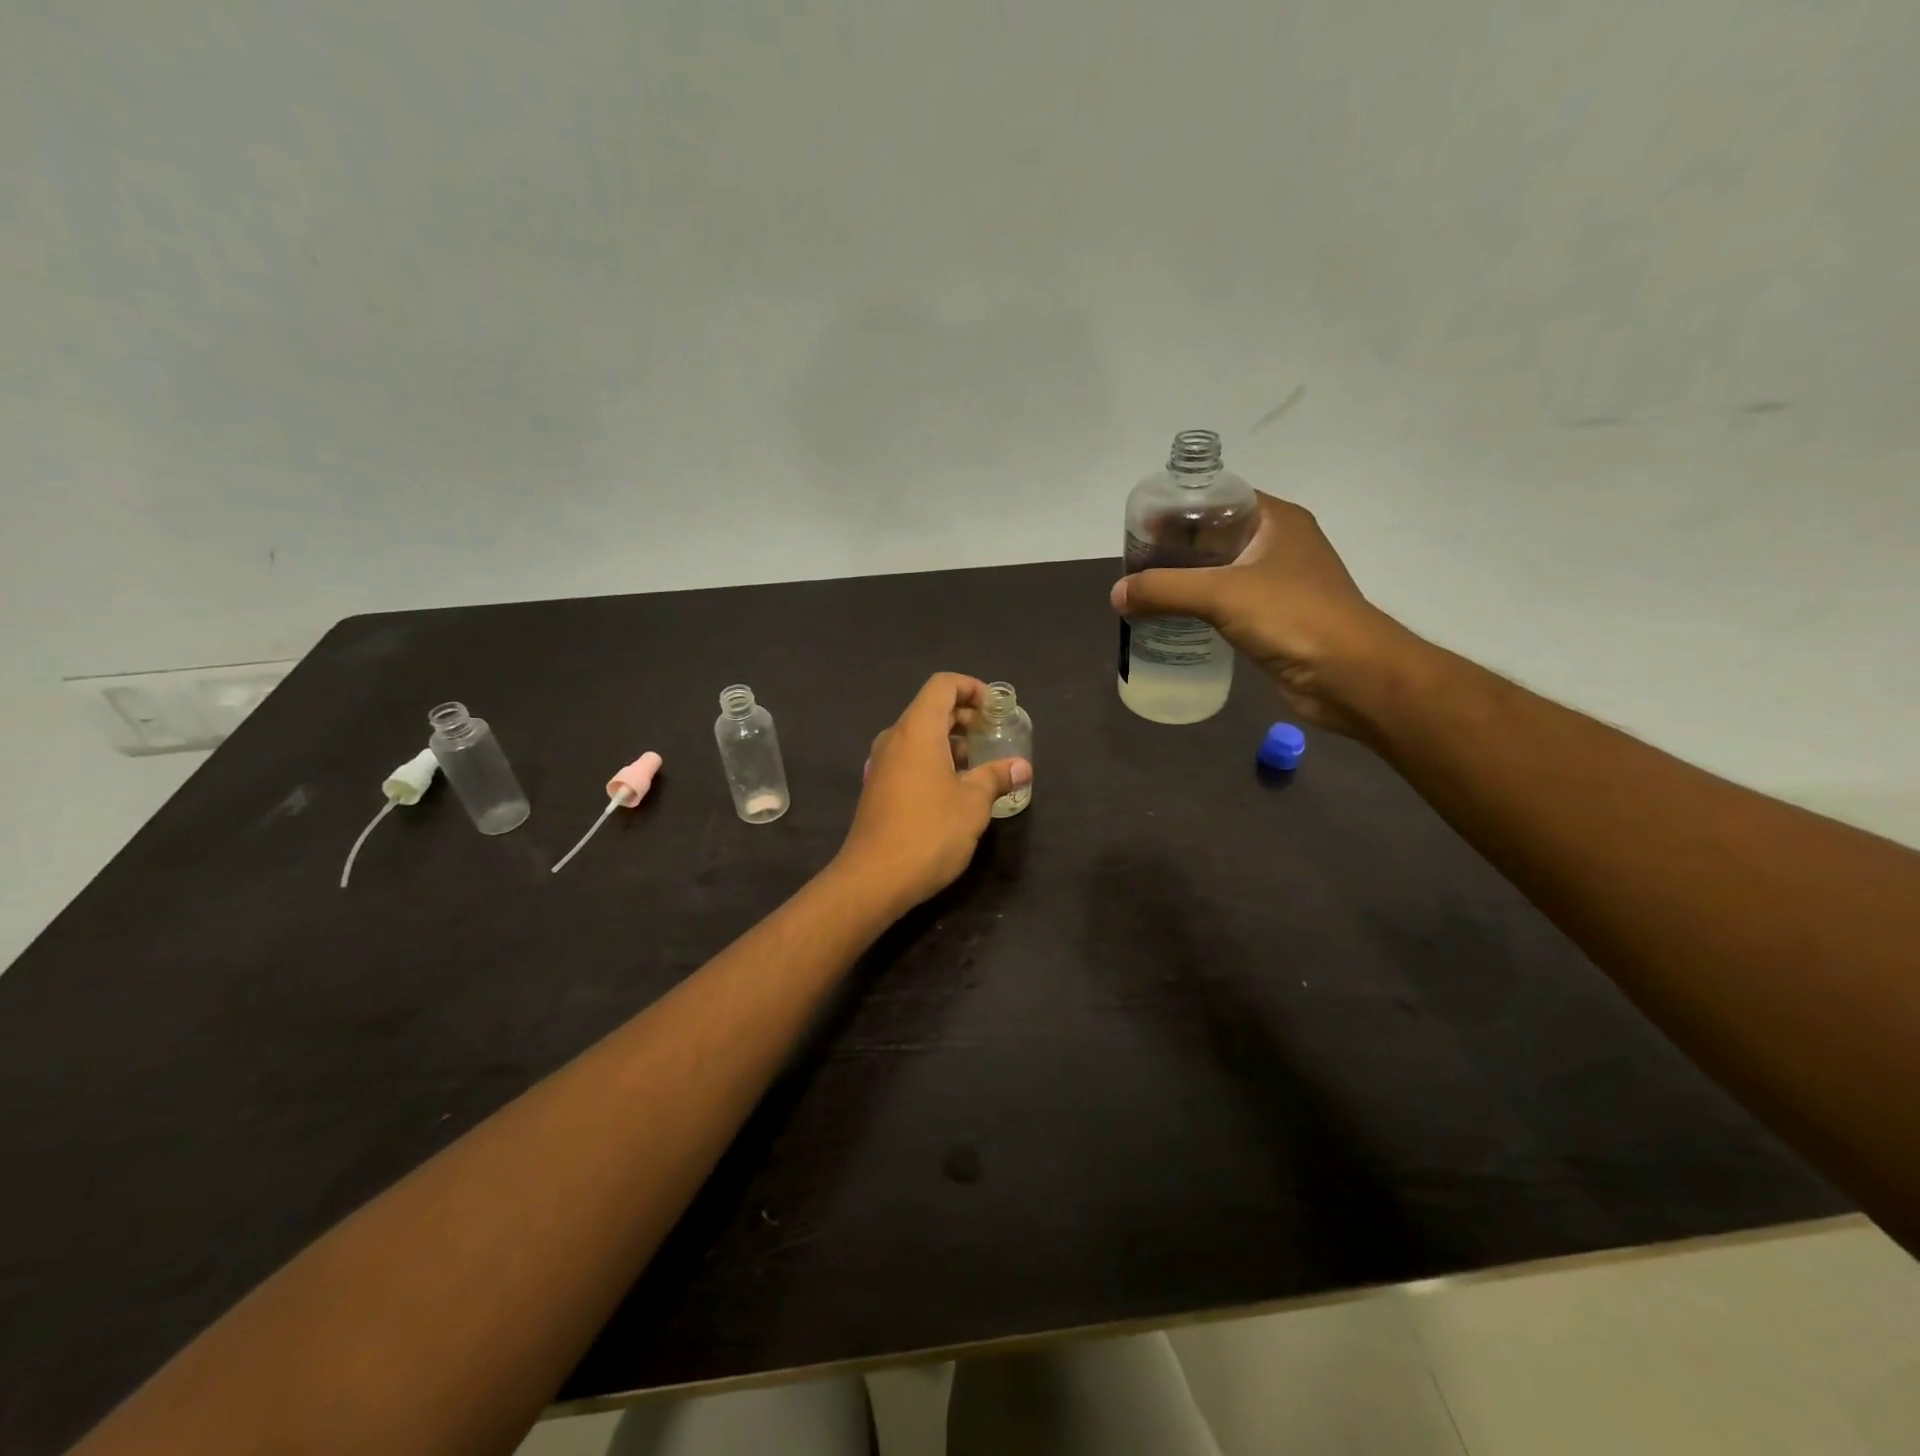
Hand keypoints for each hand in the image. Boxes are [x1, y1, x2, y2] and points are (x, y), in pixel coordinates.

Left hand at [835, 673, 1029, 913]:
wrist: (873, 879)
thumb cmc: (929, 832)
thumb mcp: (973, 804)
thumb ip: (996, 777)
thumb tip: (1021, 767)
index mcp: (917, 730)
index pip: (943, 685)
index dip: (972, 688)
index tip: (996, 710)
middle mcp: (894, 738)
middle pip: (930, 708)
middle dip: (965, 716)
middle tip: (994, 735)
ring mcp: (881, 764)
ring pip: (919, 736)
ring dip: (951, 741)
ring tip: (980, 763)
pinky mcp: (878, 788)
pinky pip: (909, 758)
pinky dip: (934, 759)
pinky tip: (955, 788)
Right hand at [1110, 491, 1419, 735]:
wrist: (1350, 676)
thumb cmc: (1293, 618)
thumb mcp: (1221, 594)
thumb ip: (1164, 589)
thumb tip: (1117, 593)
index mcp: (1277, 520)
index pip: (1219, 499)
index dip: (1179, 508)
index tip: (1142, 529)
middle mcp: (1279, 545)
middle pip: (1215, 536)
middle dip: (1175, 549)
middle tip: (1135, 565)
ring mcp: (1279, 584)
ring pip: (1220, 573)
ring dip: (1186, 582)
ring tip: (1145, 592)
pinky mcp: (1275, 620)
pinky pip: (1228, 605)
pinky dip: (1200, 609)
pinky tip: (1172, 621)